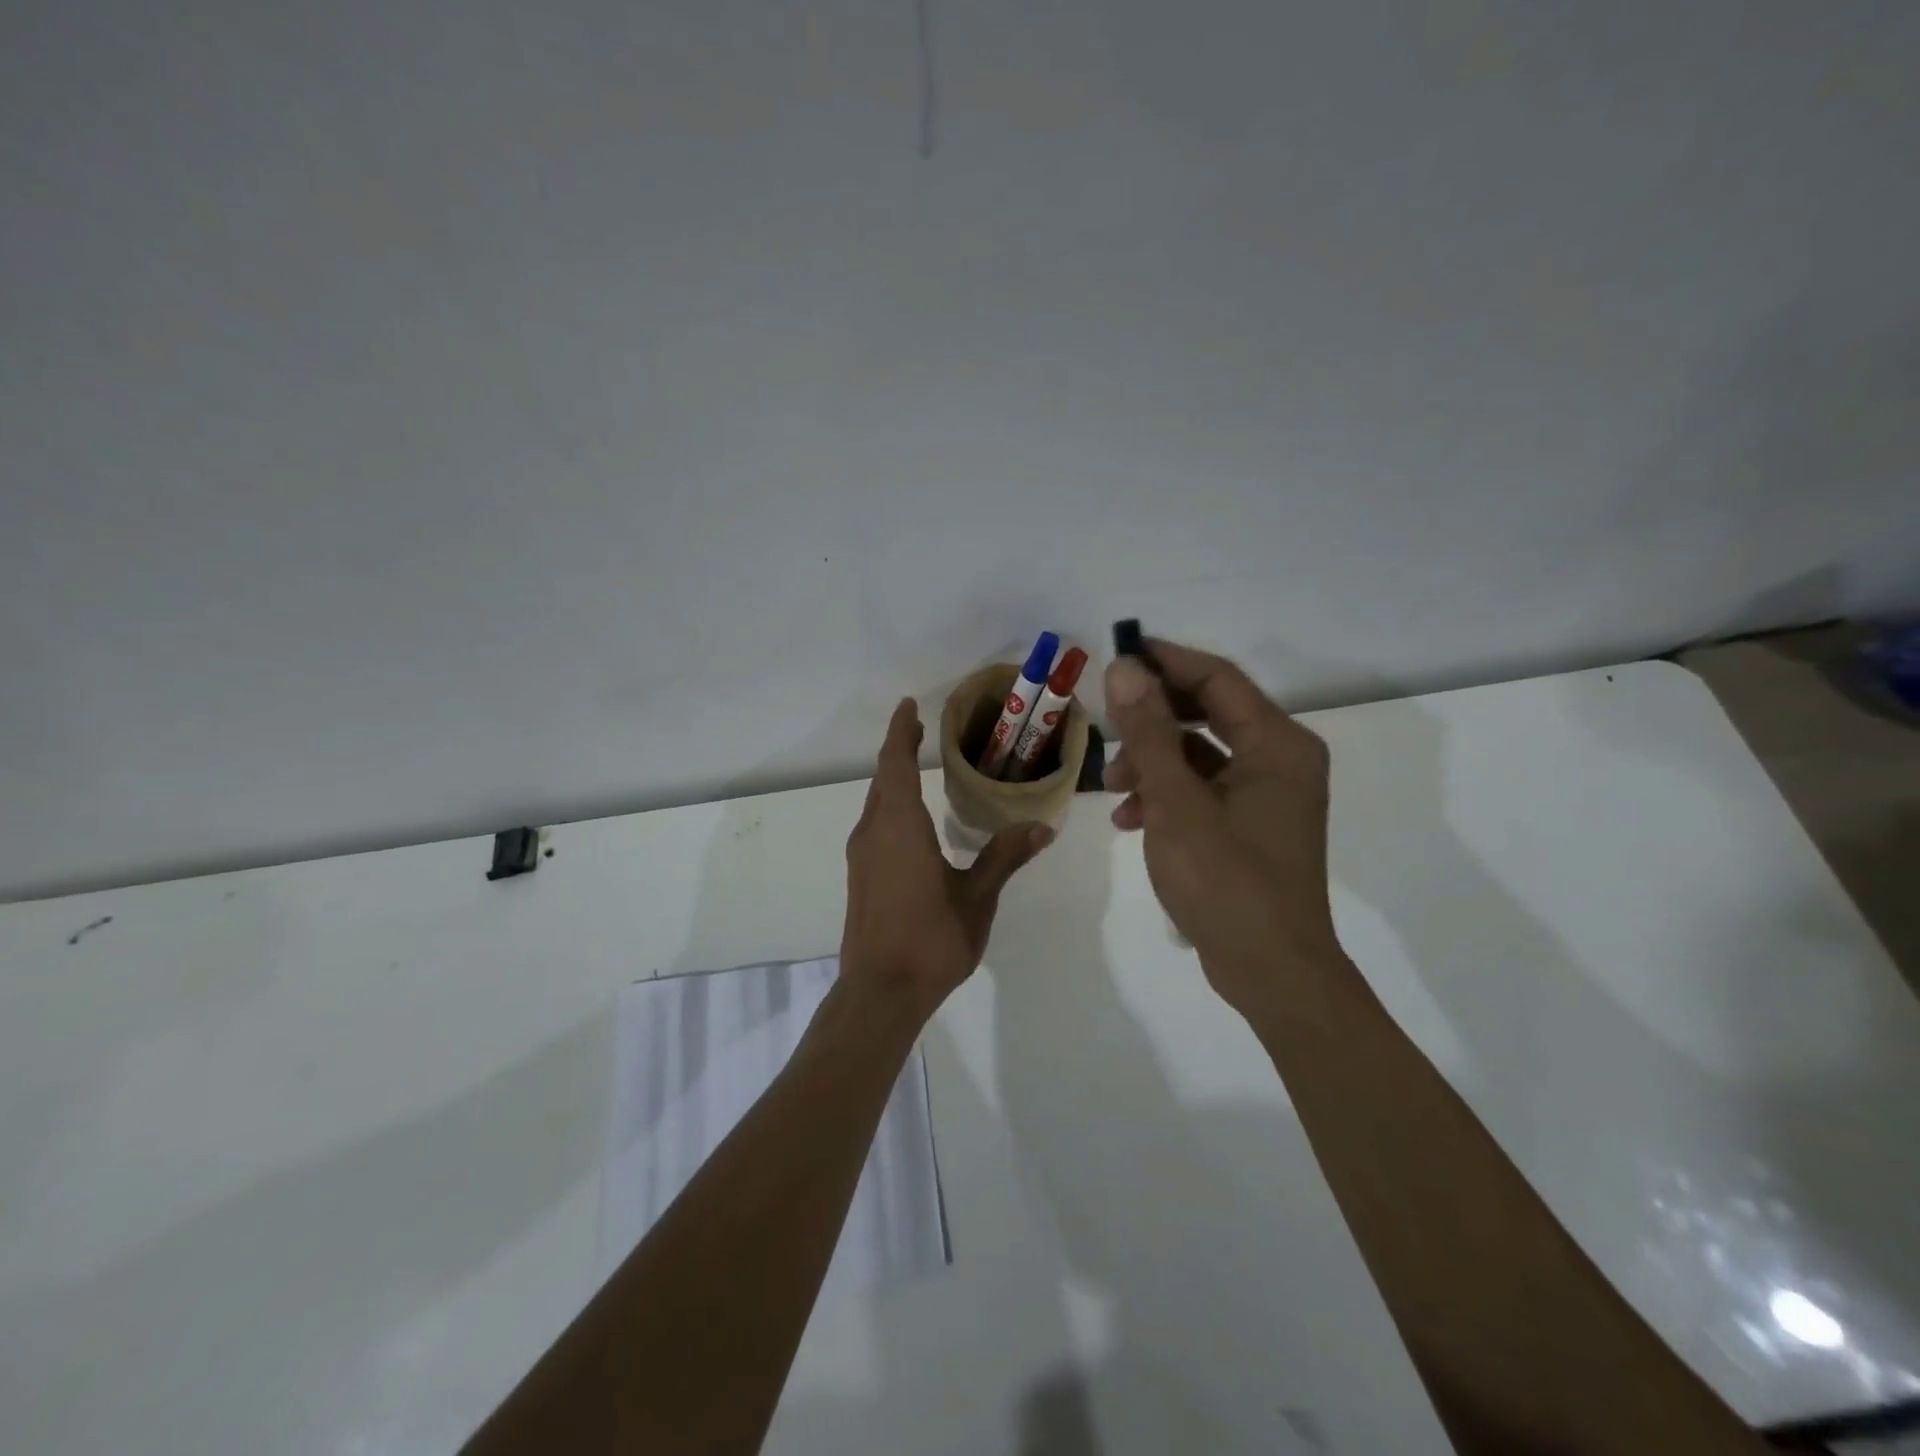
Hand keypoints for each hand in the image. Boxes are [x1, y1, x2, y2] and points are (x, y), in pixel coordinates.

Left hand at [841, 699, 1053, 1018]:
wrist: (880, 992)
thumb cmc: (931, 939)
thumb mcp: (977, 897)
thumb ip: (1005, 857)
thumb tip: (1042, 826)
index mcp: (900, 827)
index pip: (896, 764)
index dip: (901, 732)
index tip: (908, 706)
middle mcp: (874, 832)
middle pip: (883, 779)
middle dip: (899, 750)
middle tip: (919, 730)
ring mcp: (862, 856)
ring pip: (876, 803)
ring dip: (893, 779)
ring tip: (916, 765)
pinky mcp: (860, 876)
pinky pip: (874, 824)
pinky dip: (890, 805)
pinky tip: (909, 820)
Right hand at [1103, 641, 1341, 1012]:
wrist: (1270, 971)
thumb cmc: (1226, 881)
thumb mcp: (1177, 802)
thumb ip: (1149, 732)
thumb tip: (1125, 668)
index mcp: (1277, 744)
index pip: (1217, 678)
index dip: (1165, 661)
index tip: (1116, 656)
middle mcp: (1280, 759)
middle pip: (1207, 712)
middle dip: (1151, 719)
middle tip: (1106, 724)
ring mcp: (1267, 794)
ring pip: (1200, 753)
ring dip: (1153, 760)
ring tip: (1112, 787)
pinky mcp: (1252, 824)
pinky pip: (1204, 788)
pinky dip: (1167, 794)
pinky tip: (1130, 819)